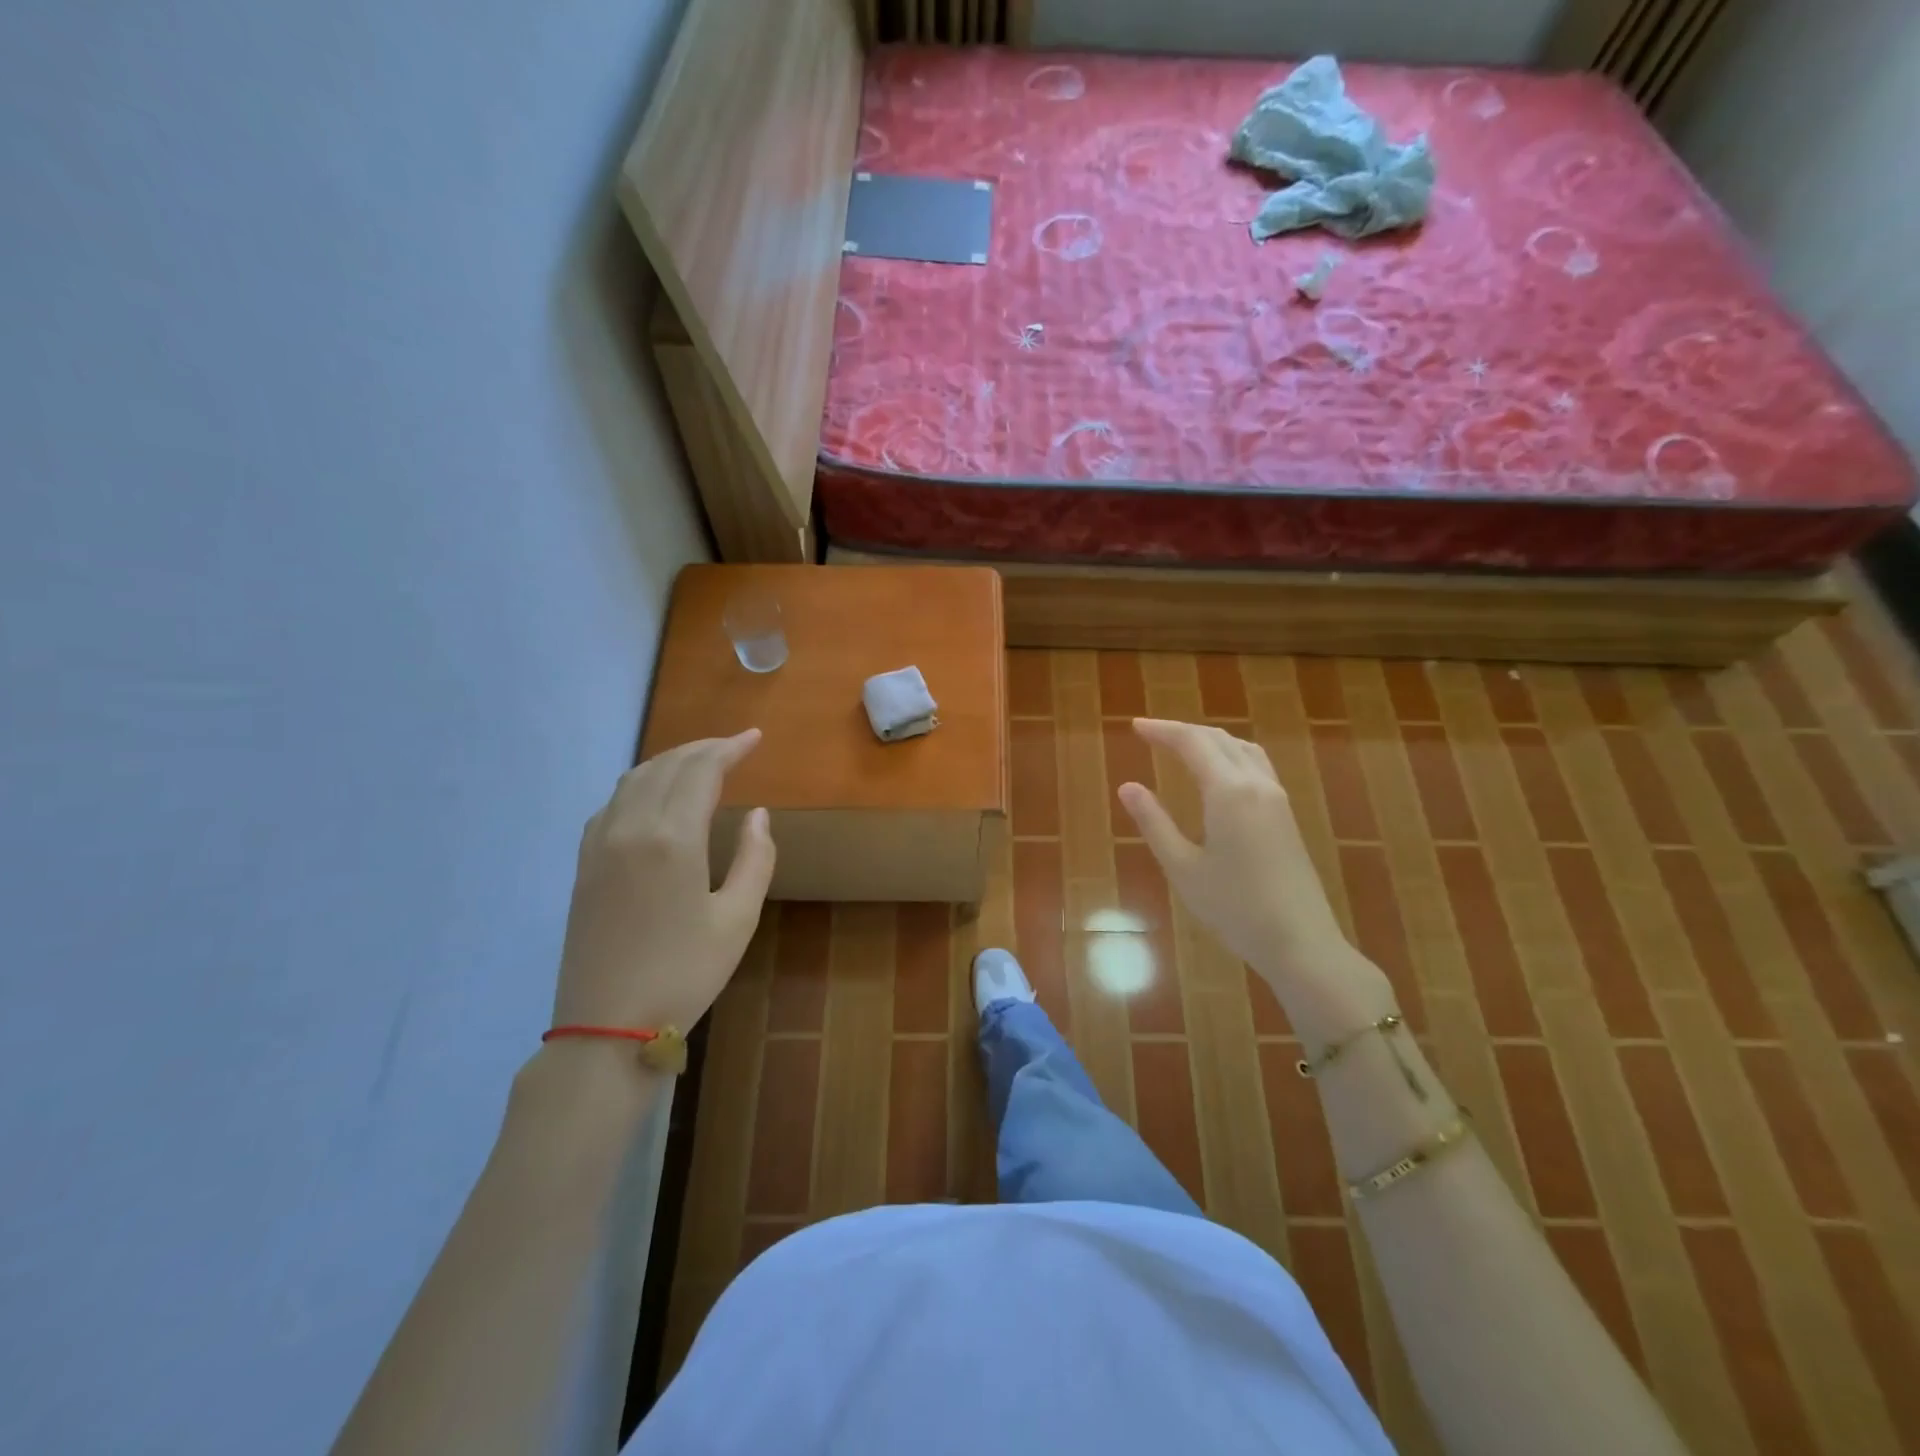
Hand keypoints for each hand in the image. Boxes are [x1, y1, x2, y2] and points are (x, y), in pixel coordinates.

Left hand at [550, 730, 775, 1037]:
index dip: (729, 749)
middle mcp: (631, 829)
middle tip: (734, 746)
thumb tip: (757, 814)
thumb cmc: (684, 974)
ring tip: (699, 763)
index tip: (755, 738)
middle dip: (702, 749)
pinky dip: (639, 785)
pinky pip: (611, 804)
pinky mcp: (584, 865)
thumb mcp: (738, 918)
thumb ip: (755, 858)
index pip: (701, 771)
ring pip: (633, 780)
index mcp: (672, 839)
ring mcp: (600, 845)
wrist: (607, 1028)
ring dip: (669, 762)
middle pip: (666, 766)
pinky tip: (653, 797)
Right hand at [1117, 718, 1390, 1038]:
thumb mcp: (1182, 867)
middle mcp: (1256, 784)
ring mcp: (1276, 798)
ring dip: (1209, 740)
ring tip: (1181, 745)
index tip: (1135, 726)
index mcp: (1228, 792)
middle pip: (1218, 739)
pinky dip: (1230, 754)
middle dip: (1182, 731)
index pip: (1192, 743)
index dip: (1162, 730)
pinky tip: (1219, 772)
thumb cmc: (1234, 907)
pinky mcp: (1286, 815)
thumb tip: (1128, 786)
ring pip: (1241, 749)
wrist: (1300, 941)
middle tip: (1150, 733)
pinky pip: (1255, 765)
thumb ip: (1154, 822)